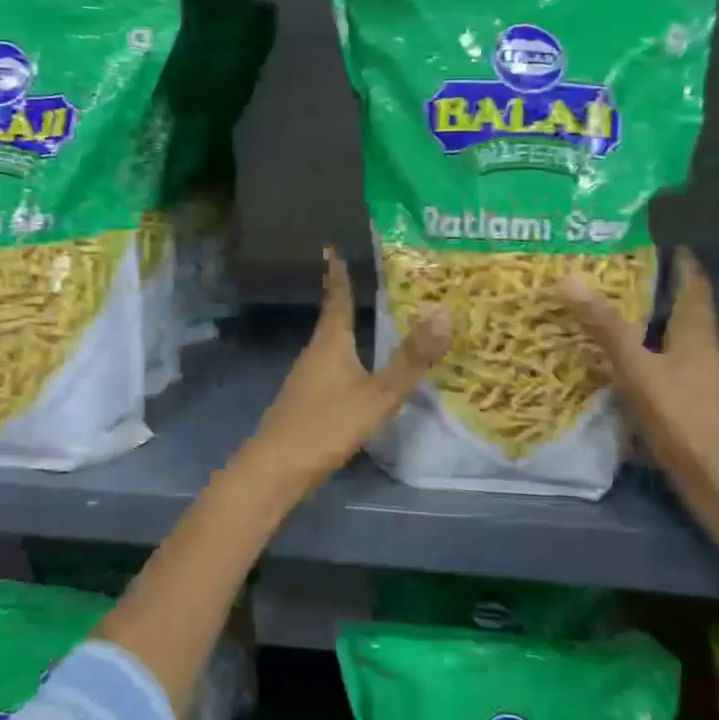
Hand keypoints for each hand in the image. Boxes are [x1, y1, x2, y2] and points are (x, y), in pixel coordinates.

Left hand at [244, 247, 450, 495]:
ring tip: (372, 324)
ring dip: (349, 333)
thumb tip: (444, 313)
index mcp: (330, 344)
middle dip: (348, 301)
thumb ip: (410, 360)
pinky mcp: (305, 405)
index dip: (337, 275)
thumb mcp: (376, 395)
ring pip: (332, 348)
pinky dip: (348, 363)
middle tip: (373, 284)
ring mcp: (306, 381)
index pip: (337, 299)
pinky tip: (360, 376)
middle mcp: (315, 355)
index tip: (331, 248)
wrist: (274, 471)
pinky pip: (332, 372)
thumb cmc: (325, 425)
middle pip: (333, 321)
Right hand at [559, 249, 718, 537]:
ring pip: (678, 343)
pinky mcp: (696, 409)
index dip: (681, 262)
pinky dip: (650, 358)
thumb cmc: (684, 421)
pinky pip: (670, 370)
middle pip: (687, 313)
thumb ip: (605, 328)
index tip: (663, 241)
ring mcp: (704, 383)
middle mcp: (706, 353)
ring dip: (654, 326)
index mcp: (697, 335)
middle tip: (623, 274)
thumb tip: (568, 278)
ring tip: (618, 315)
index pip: (694, 285)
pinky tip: (627, 368)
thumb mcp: (638, 371)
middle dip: (661, 292)